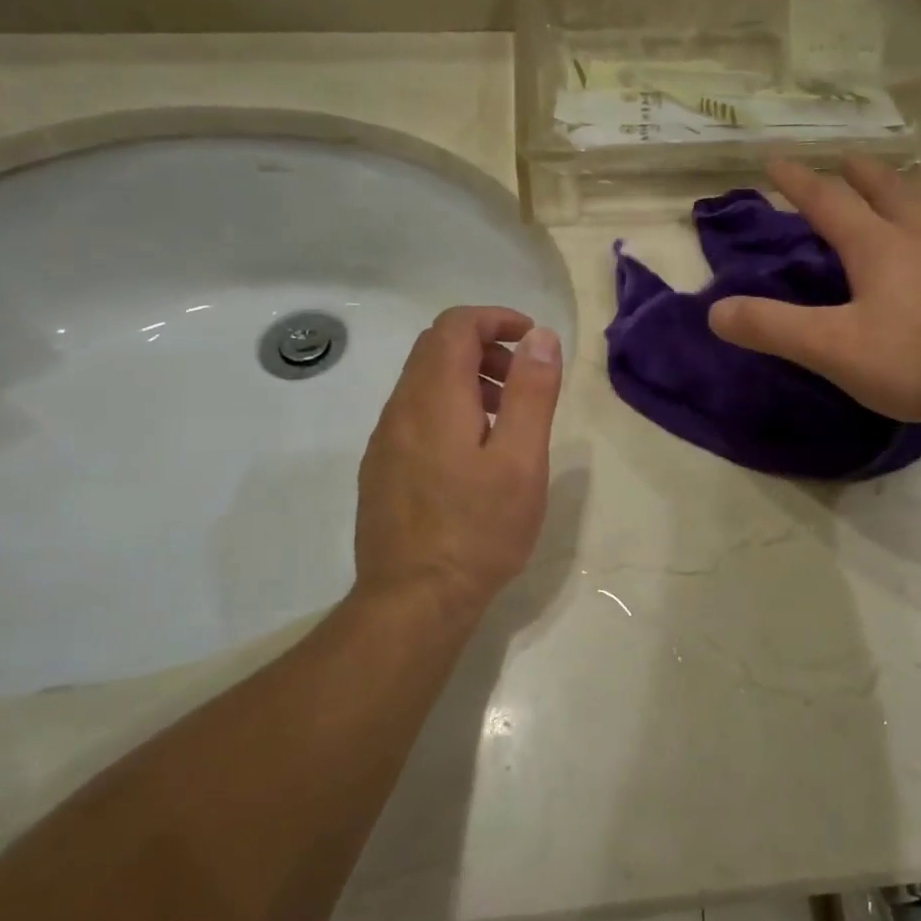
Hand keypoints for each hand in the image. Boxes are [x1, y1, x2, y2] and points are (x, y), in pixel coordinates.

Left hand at [354, 307, 563, 621]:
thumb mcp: (521, 459)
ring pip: (423, 383)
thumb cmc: (478, 529)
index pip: (455, 326)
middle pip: (435, 349)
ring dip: (467, 379)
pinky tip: (474, 454)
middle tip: (525, 380)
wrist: (413, 601)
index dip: (496, 319)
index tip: (532, 339)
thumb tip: (540, 337)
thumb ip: (531, 392)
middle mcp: (400, 409)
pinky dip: (448, 409)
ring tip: (506, 418)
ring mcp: (385, 442)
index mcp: (434, 398)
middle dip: (485, 347)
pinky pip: (414, 416)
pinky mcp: (381, 470)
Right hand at [708, 157, 920, 431]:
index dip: (798, 181)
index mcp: (879, 245)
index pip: (829, 202)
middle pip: (887, 189)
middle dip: (860, 173)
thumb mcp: (835, 349)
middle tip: (846, 159)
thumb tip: (715, 311)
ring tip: (905, 181)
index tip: (775, 160)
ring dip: (910, 186)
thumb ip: (775, 328)